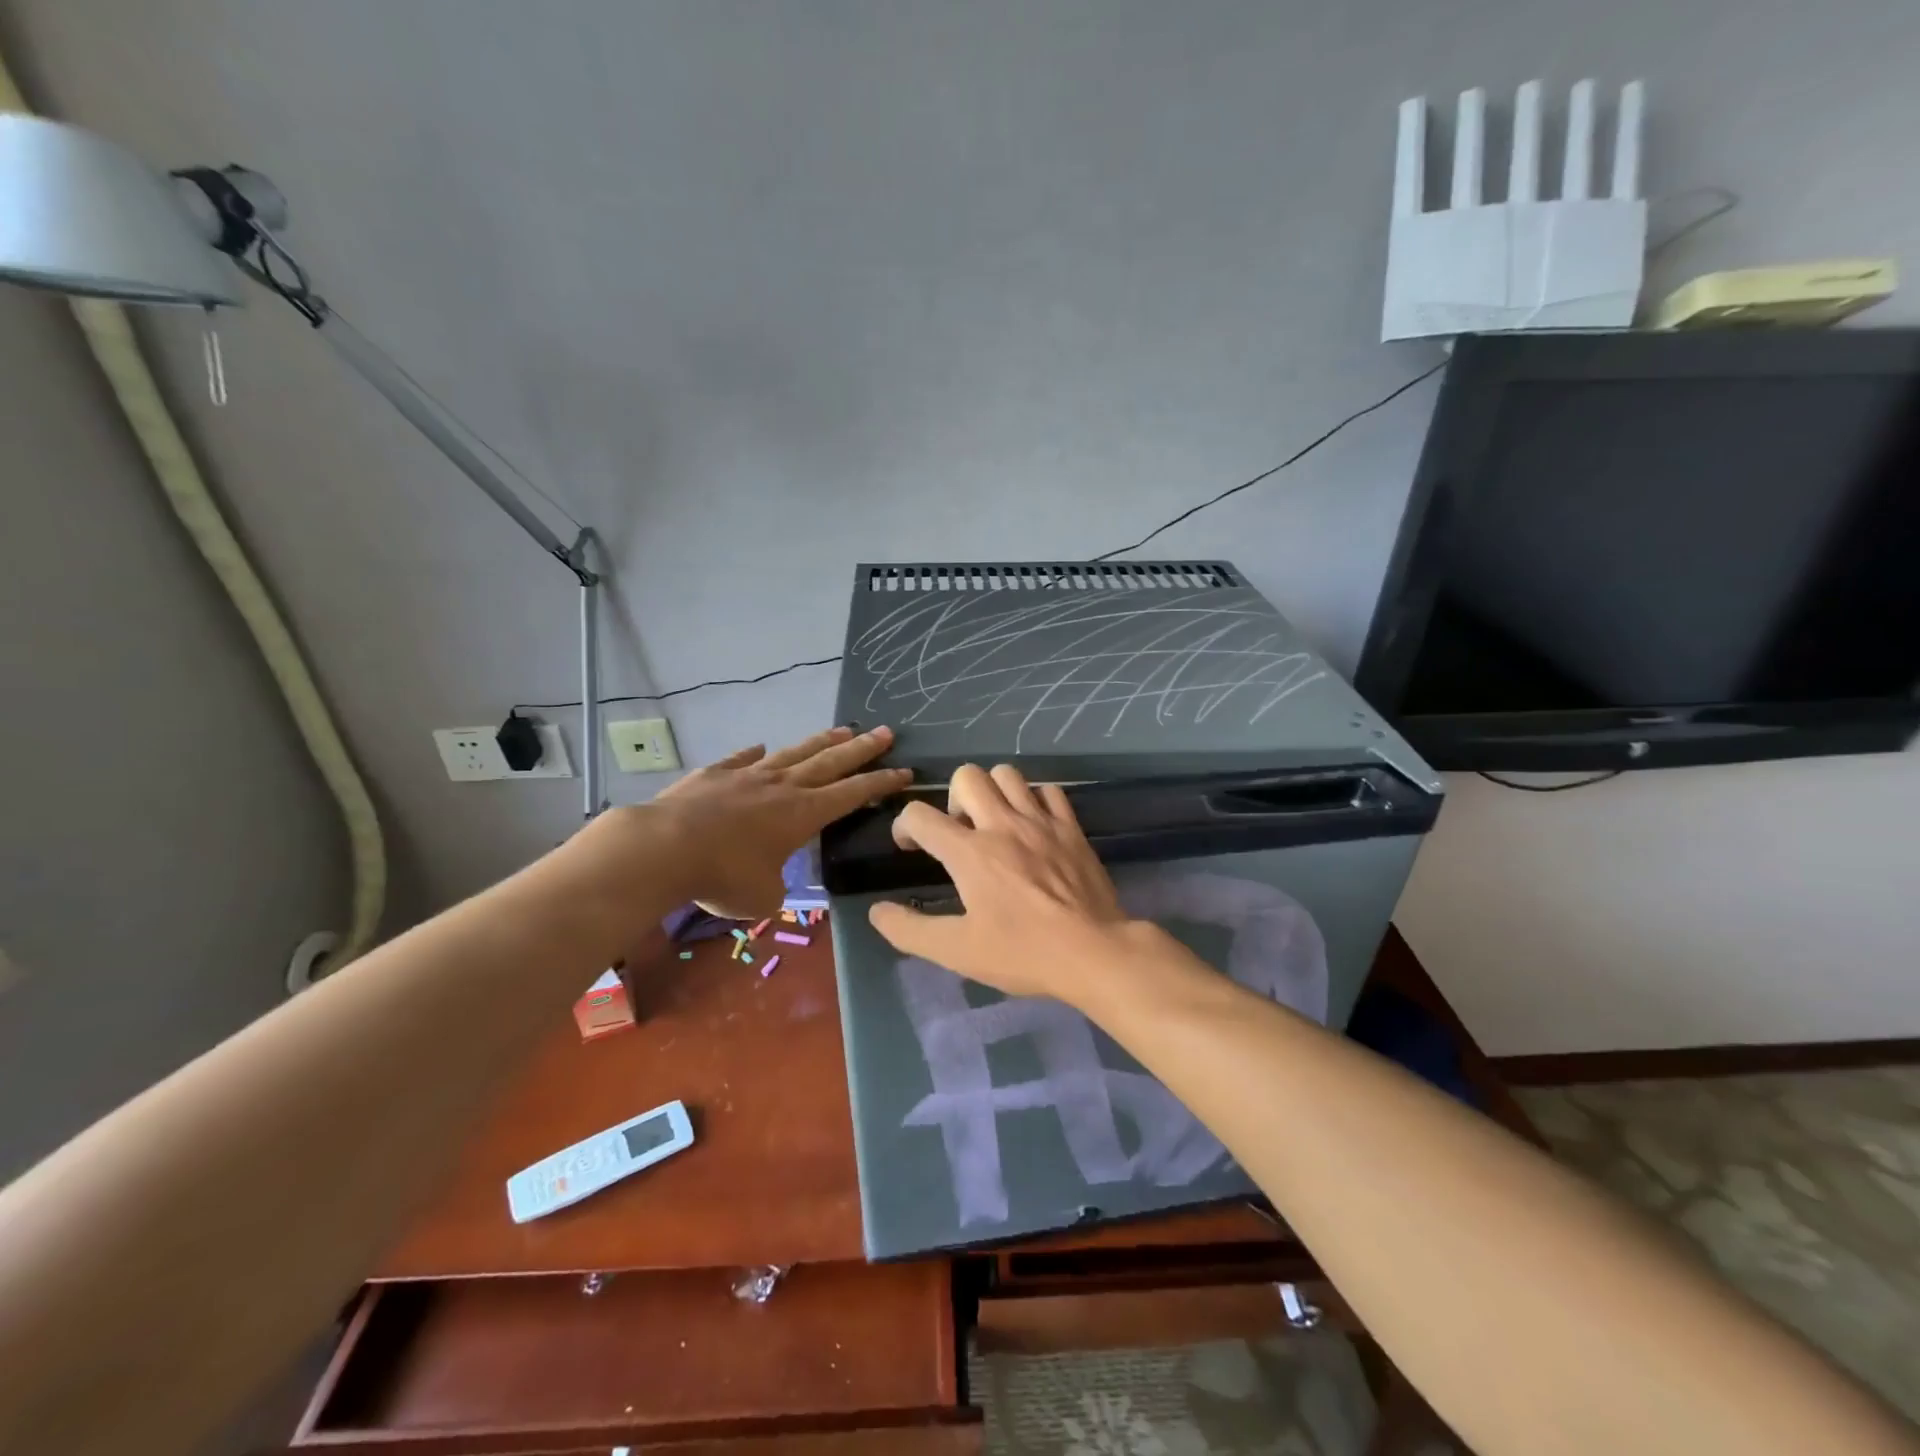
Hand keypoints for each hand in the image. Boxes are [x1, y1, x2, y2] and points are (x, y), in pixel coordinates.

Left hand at [649, 725, 909, 918]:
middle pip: (831, 761)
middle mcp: (783, 786)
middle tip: (886, 732)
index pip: (853, 793)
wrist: (663, 848)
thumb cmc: (722, 876)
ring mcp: (747, 775)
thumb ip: (775, 886)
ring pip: (794, 752)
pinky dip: (754, 754)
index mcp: (803, 814)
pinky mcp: (715, 773)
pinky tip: (760, 747)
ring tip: (842, 729)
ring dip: (821, 741)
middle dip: (862, 748)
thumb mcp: (762, 897)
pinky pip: (741, 759)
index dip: (881, 782)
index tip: (904, 770)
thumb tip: (769, 881)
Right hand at [867, 763, 1144, 1003]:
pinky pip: (1049, 790)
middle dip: (951, 798)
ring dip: (992, 791)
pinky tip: (1033, 825)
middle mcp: (1002, 825)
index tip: (911, 847)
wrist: (1094, 952)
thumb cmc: (1022, 953)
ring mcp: (1041, 821)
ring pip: (1007, 774)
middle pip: (966, 776)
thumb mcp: (957, 952)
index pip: (919, 815)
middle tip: (959, 832)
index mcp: (970, 852)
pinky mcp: (1071, 827)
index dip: (904, 826)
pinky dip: (1034, 800)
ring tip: (993, 823)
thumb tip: (877, 911)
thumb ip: (910, 930)